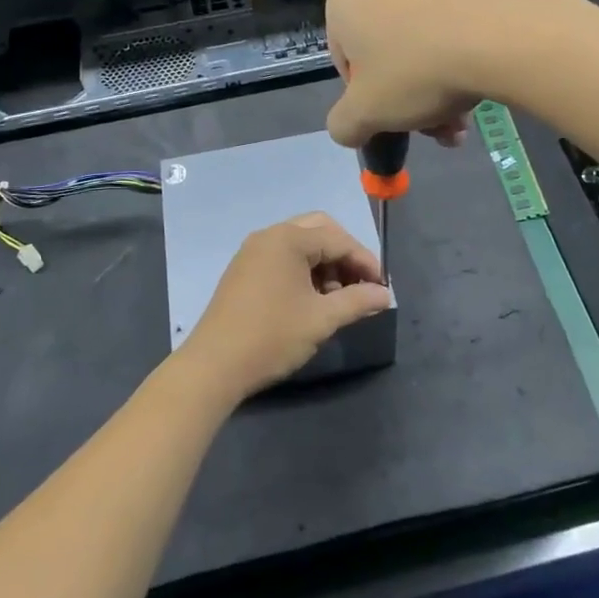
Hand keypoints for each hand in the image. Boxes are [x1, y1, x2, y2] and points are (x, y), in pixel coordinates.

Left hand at [177, 213, 392, 404]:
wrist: (214, 366)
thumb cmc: (272, 336)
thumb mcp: (322, 319)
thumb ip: (357, 301)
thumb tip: (384, 295)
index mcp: (288, 239)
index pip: (338, 239)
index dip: (365, 261)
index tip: (382, 288)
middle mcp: (269, 236)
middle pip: (319, 231)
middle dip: (344, 256)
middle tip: (360, 286)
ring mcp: (252, 252)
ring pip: (301, 246)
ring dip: (325, 265)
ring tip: (337, 300)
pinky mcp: (244, 271)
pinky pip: (283, 258)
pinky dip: (304, 271)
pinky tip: (311, 301)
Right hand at [326, 0, 522, 148]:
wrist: (500, 36)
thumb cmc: (415, 72)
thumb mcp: (366, 113)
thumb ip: (344, 125)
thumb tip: (347, 128)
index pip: (343, 58)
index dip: (365, 96)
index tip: (389, 116)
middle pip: (386, 53)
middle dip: (406, 98)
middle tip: (432, 128)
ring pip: (421, 46)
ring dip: (435, 89)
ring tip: (460, 123)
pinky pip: (451, 29)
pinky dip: (458, 62)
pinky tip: (477, 94)